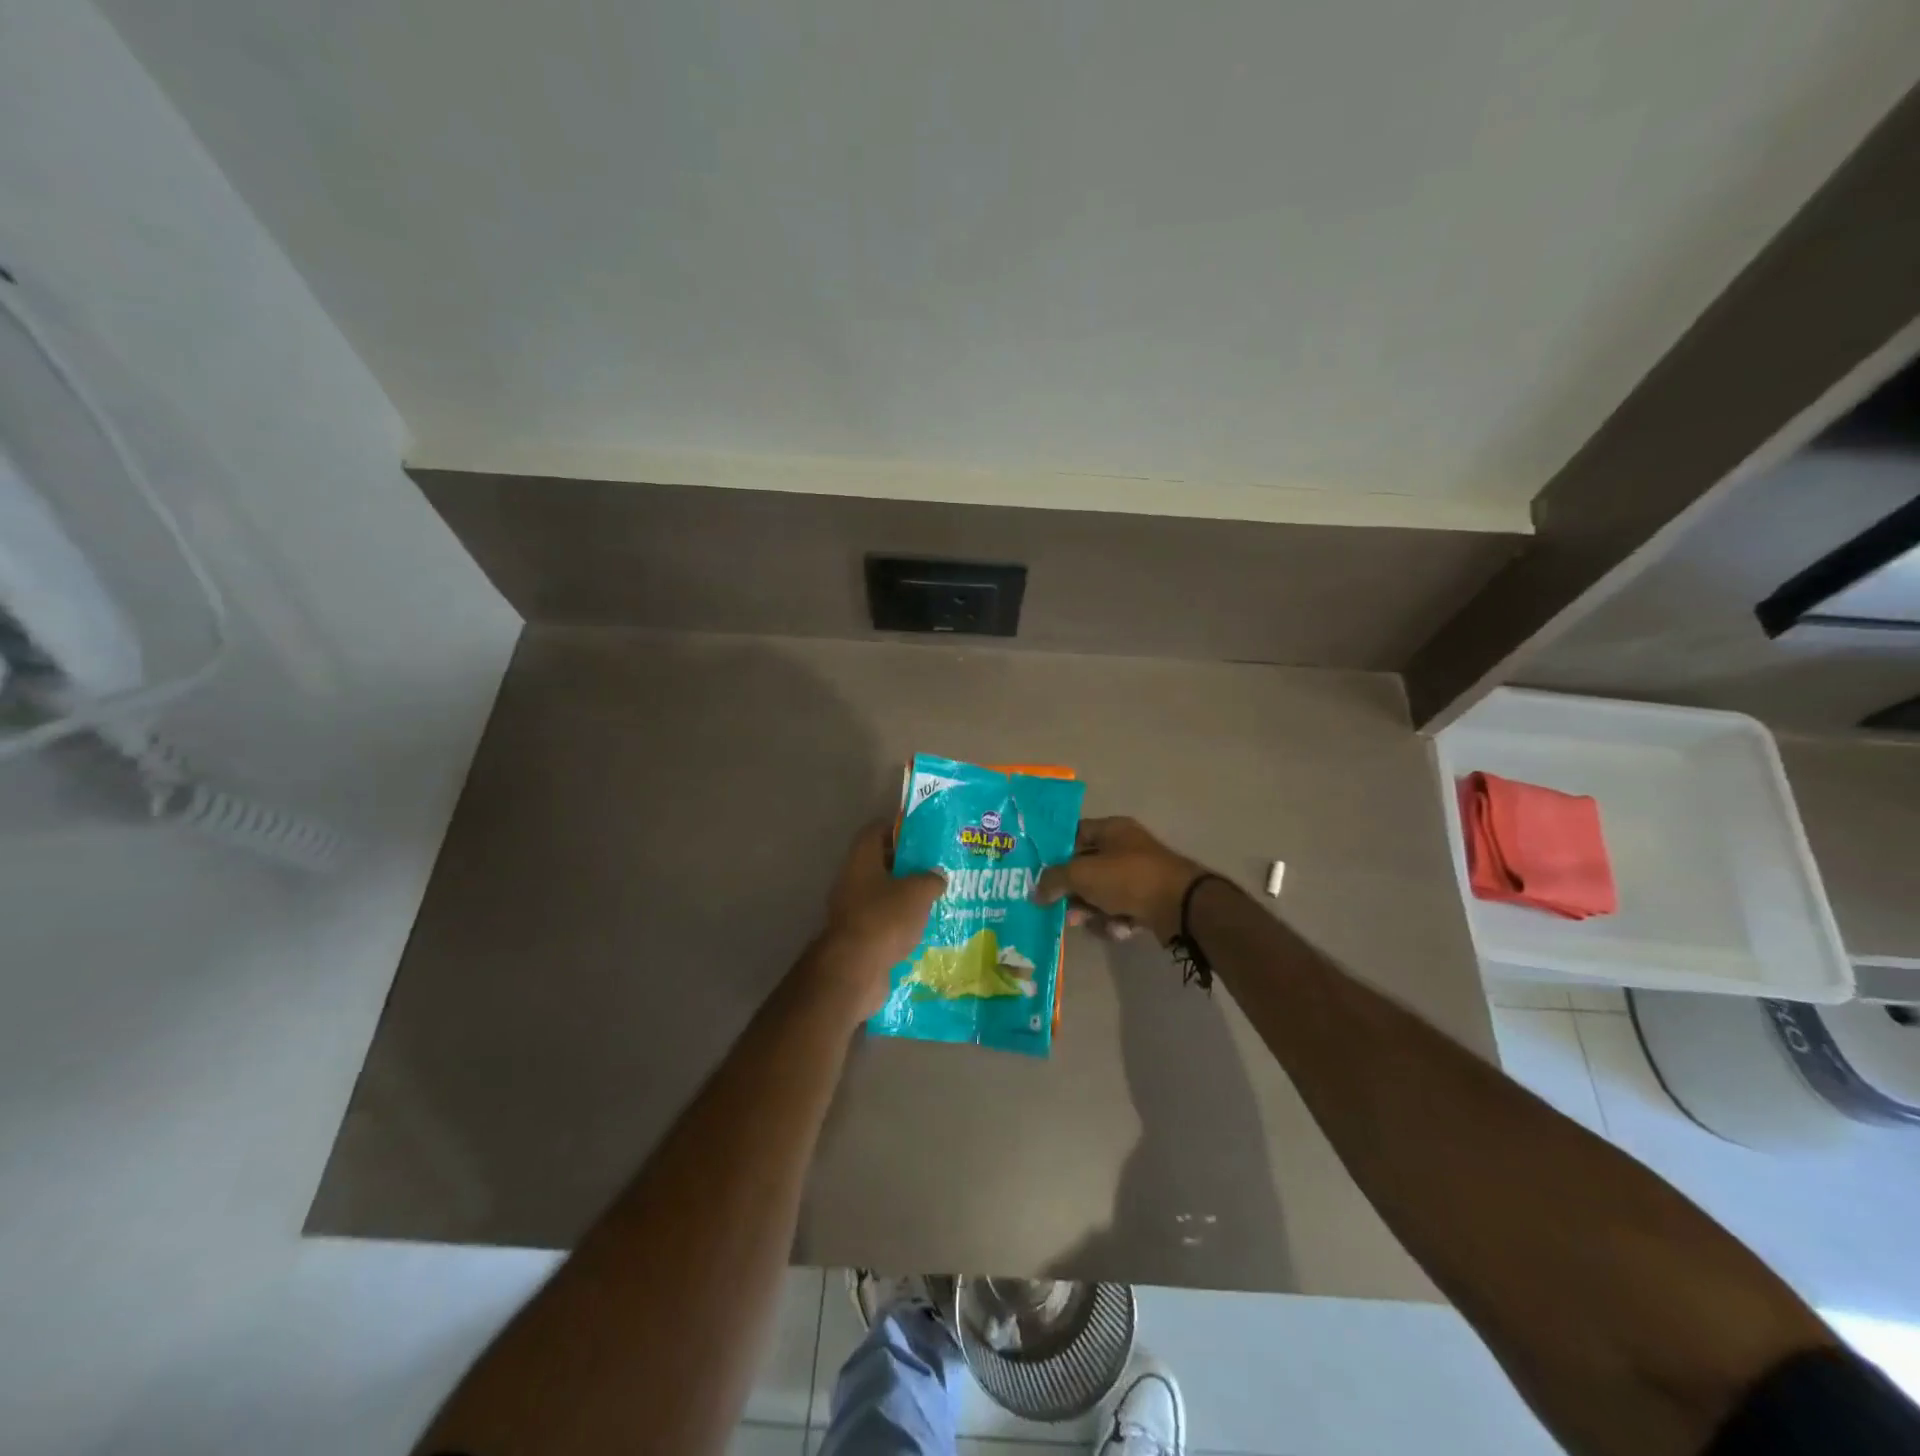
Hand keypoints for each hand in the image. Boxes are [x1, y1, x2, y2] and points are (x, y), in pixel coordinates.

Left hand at [809, 821, 944, 1019]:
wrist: (855, 970)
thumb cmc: (885, 919)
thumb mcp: (918, 892)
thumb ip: (931, 878)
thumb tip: (937, 876)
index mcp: (861, 859)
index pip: (876, 830)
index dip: (898, 829)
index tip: (923, 836)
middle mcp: (852, 880)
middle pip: (880, 863)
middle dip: (907, 865)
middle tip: (936, 868)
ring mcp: (852, 910)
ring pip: (883, 894)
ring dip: (905, 896)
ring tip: (936, 899)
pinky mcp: (858, 937)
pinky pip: (882, 921)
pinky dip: (900, 923)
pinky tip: (924, 928)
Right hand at [1033, 816, 1205, 944]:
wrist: (1180, 906)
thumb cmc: (1128, 878)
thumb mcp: (1082, 874)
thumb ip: (1053, 880)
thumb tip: (1035, 892)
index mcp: (1112, 829)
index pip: (1074, 834)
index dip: (1054, 852)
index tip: (1038, 873)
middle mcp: (1125, 848)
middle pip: (1086, 869)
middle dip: (1072, 892)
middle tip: (1061, 909)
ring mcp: (1139, 876)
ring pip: (1101, 894)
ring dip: (1091, 911)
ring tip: (1087, 923)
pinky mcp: (1148, 902)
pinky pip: (1120, 911)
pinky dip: (1114, 922)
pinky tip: (1119, 929)